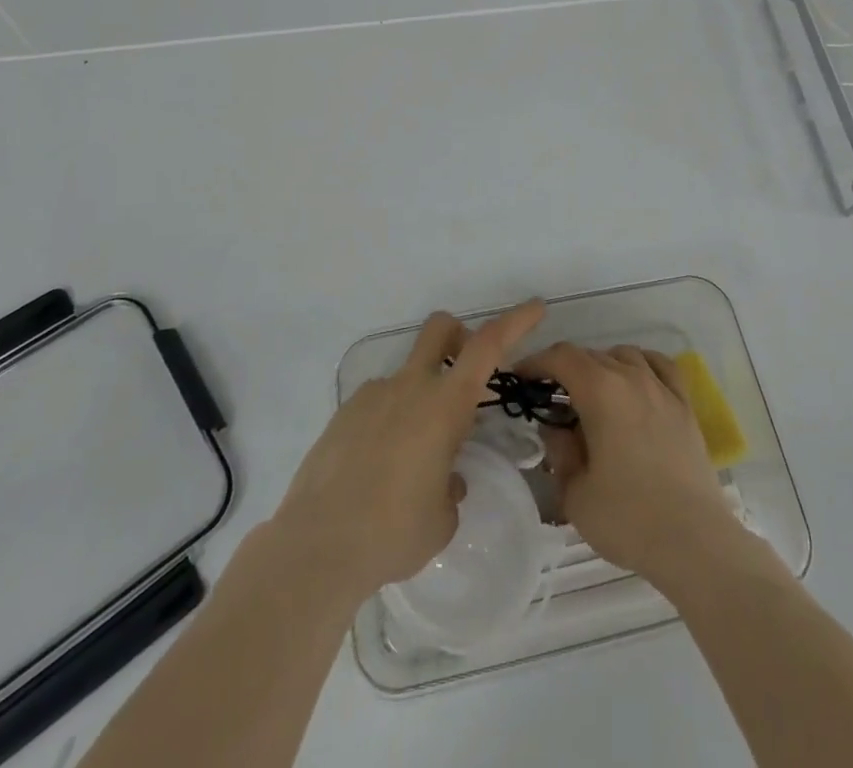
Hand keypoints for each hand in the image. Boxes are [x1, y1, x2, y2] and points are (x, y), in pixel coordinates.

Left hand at [271, 301, 545, 600]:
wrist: (317, 546)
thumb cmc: (394, 533)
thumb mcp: (442, 519)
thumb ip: (452, 488)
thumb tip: (446, 478)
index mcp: (444, 406)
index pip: (487, 346)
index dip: (516, 321)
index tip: (536, 306)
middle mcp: (410, 388)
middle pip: (439, 329)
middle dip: (458, 336)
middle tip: (465, 376)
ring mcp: (372, 396)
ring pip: (406, 375)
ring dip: (419, 398)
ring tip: (411, 459)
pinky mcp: (343, 415)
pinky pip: (377, 405)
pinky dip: (388, 423)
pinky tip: (378, 470)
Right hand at [516, 343, 746, 590]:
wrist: (694, 541)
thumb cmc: (627, 518)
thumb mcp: (574, 492)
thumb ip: (559, 451)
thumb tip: (557, 428)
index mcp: (600, 390)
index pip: (561, 357)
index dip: (536, 363)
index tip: (521, 379)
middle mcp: (631, 377)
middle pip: (591, 355)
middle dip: (565, 370)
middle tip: (552, 400)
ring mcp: (662, 388)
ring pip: (624, 356)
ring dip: (602, 366)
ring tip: (592, 395)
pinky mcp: (685, 406)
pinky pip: (660, 366)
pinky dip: (641, 365)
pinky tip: (635, 382)